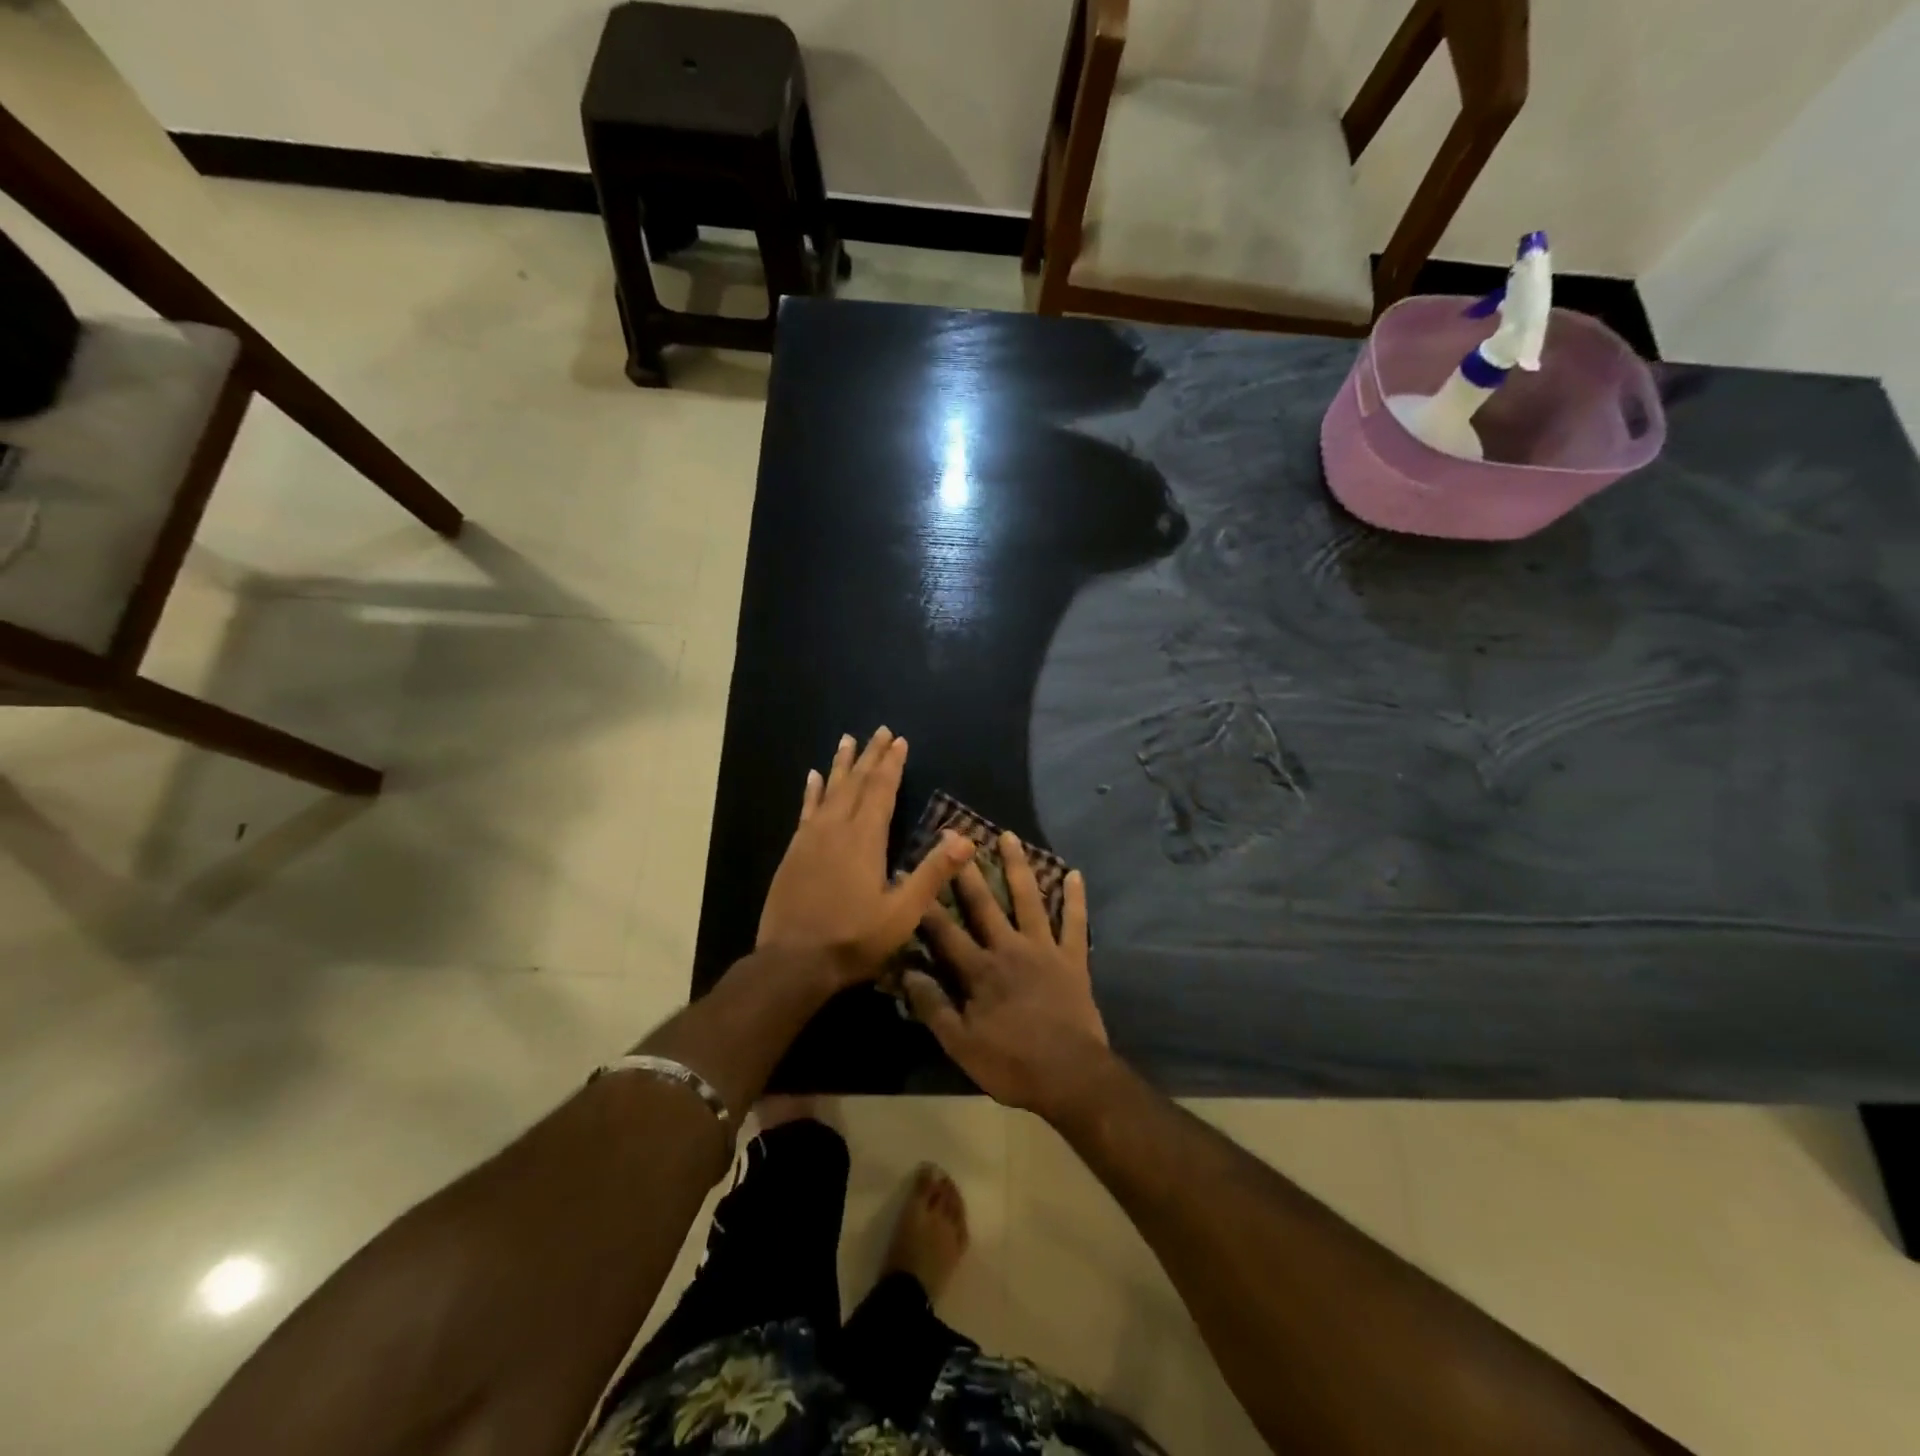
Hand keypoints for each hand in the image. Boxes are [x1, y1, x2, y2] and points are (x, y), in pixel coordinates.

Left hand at [757, 727, 973, 984]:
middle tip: (880, 731)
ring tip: (848, 739)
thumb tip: (965, 839)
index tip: (899, 741)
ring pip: (830, 790)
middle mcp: (836, 829)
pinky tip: (813, 777)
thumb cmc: (853, 939)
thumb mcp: (902, 913)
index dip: (892, 765)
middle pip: (856, 782)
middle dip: (870, 756)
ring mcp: (811, 838)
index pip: (882, 791)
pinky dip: (813, 790)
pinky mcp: (794, 851)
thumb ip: (932, 874)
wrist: (794, 962)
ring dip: (841, 764)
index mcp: (865, 839)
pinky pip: (806, 809)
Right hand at [904, 832, 1110, 1117]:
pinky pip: (1075, 923)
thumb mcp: (962, 1045)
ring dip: (1018, 867)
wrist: (1072, 1076)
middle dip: (966, 871)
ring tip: (1008, 836)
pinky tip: (1076, 873)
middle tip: (955, 835)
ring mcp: (1044, 950)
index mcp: (980, 971)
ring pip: (1029, 899)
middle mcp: (1009, 949)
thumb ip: (934, 1007)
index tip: (908, 873)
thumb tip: (907, 973)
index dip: (924, 904)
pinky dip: (1076, 899)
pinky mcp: (1073, 959)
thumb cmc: (1012, 1064)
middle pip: (984, 904)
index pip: (944, 931)